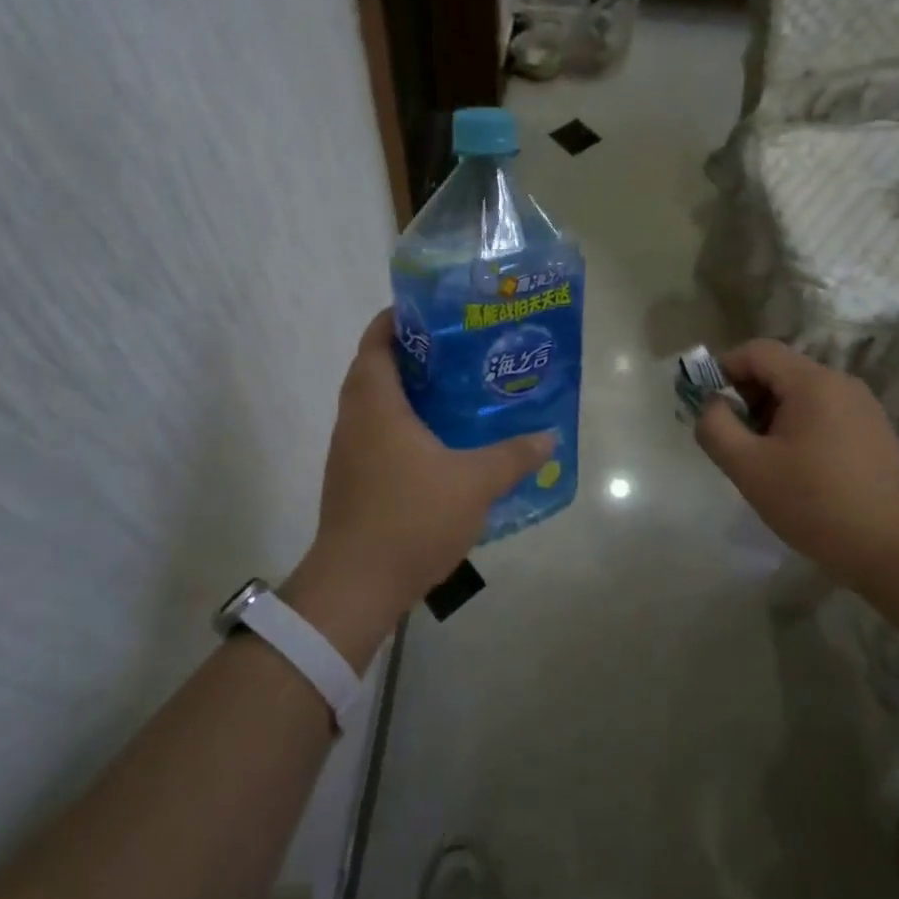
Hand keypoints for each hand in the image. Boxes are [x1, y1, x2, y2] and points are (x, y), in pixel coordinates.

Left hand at [284, 309, 553, 667]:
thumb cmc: (411, 517)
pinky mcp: (352, 481)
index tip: (434, 312)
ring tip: (455, 391)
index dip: (398, 319)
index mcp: (375, 404)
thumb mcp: (474, 482)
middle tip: (458, 351)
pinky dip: (403, 426)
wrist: (356, 586)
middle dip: (412, 355)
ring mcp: (349, 453)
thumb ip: (513, 456)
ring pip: (375, 405)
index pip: (376, 341)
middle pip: (375, 369)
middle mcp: (354, 420)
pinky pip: (377, 436)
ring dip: (407, 393)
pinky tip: (440, 443)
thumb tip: (549, 437)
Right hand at [695, 339, 898, 587]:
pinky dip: (795, 429)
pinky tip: (793, 470)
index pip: (756, 351)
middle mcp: (840, 383)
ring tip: (761, 460)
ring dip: (769, 416)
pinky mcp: (872, 432)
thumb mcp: (749, 468)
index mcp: (812, 382)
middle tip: (732, 440)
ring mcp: (861, 407)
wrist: (898, 550)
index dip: (723, 370)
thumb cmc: (817, 503)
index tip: (707, 408)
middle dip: (746, 397)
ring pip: (799, 394)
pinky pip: (821, 414)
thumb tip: (710, 405)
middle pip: (778, 370)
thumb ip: (716, 427)